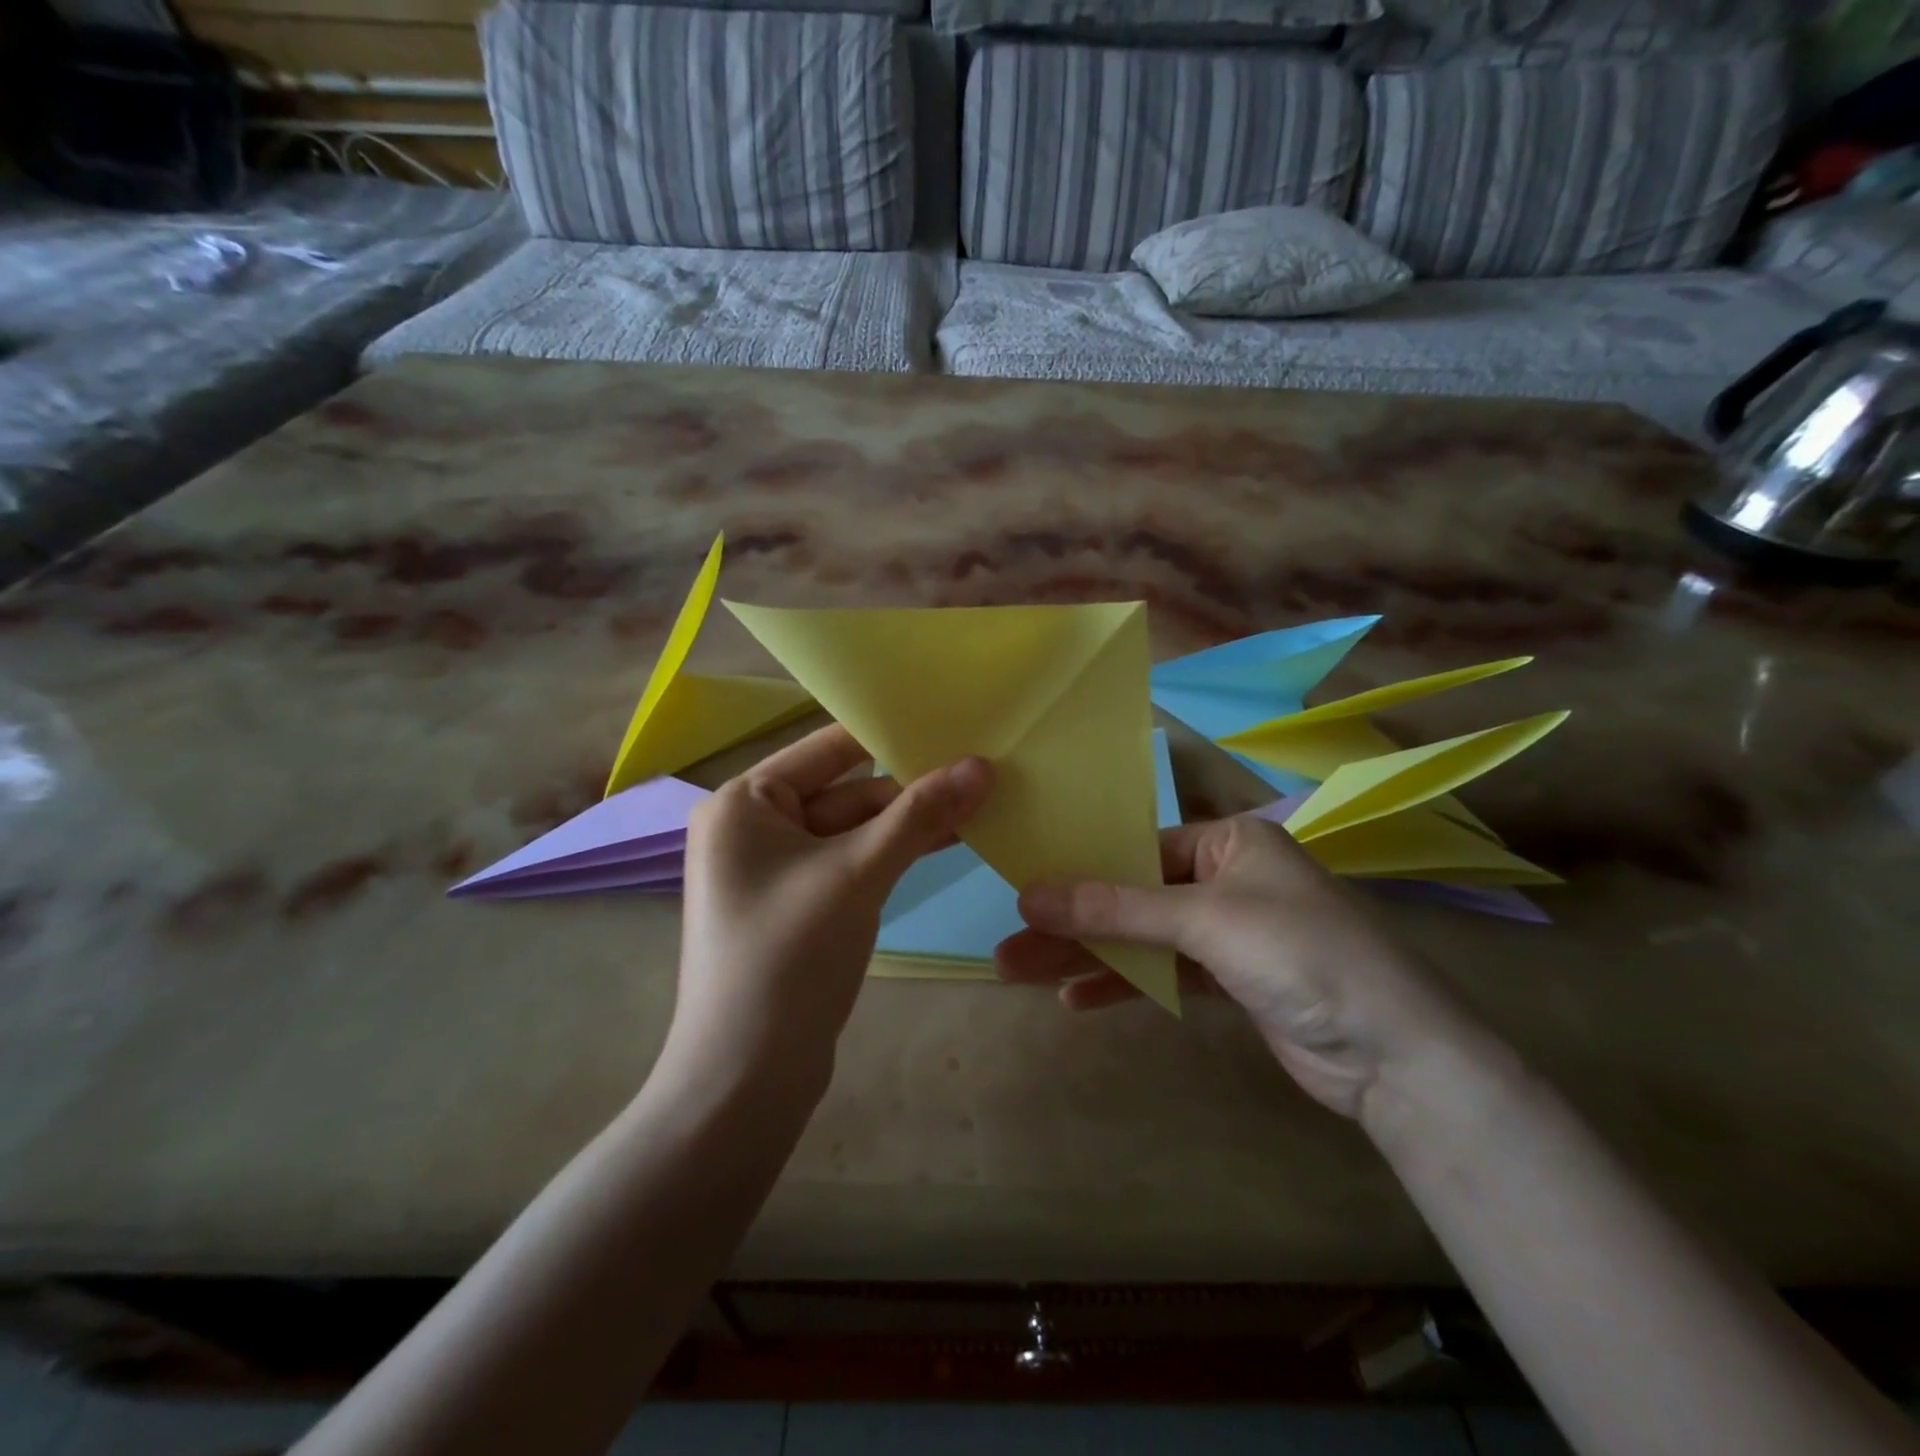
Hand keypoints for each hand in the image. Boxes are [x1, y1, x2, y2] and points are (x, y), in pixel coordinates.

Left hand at [673, 725, 992, 1091]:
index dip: (889, 733)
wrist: (746, 1079)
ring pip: (854, 831)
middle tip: (982, 775)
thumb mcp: (858, 875)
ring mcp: (777, 870)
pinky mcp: (799, 906)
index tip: (952, 720)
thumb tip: (982, 765)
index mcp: (744, 803)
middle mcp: (753, 827)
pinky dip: (892, 856)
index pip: (828, 748)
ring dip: (908, 824)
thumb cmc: (788, 957)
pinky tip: (945, 844)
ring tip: (979, 807)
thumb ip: (919, 816)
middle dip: (909, 790)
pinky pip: (851, 864)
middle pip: (846, 791)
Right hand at [995, 814, 1485, 1118]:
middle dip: (1073, 921)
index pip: (1139, 846)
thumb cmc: (1299, 954)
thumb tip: (1030, 894)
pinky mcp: (1231, 980)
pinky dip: (1125, 982)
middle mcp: (1227, 878)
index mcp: (1230, 841)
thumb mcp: (1203, 920)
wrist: (1395, 1055)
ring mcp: (1229, 932)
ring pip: (1143, 937)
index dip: (1081, 869)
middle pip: (1133, 896)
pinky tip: (1076, 997)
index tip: (1025, 889)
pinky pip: (1164, 972)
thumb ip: (1116, 908)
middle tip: (1009, 942)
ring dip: (1089, 956)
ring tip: (1021, 972)